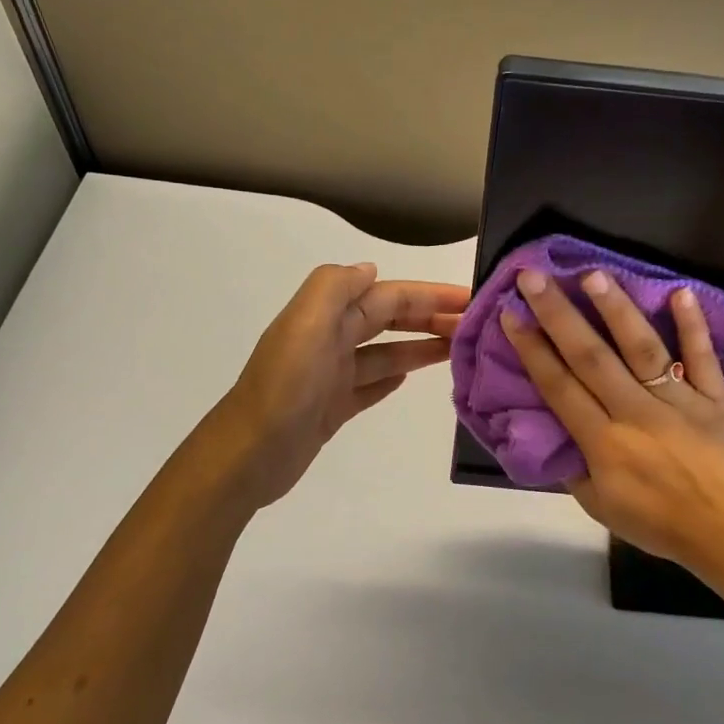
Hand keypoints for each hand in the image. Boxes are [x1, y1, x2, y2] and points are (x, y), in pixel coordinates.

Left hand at [203, 263, 468, 508]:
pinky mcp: (332, 408)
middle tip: (473, 327)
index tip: (470, 298)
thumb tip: (370, 269)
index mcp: (326, 316)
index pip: (388, 296)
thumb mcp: (306, 324)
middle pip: (388, 320)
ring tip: (457, 350)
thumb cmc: (285, 388)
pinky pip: (369, 385)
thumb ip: (335, 288)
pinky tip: (410, 379)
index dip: (429, 295)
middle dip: (430, 318)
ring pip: (385, 353)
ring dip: (419, 347)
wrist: (249, 455)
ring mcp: (331, 376)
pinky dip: (391, 377)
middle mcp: (330, 340)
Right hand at [501, 268, 723, 575]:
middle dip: (558, 314)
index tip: (512, 314)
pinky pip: (703, 358)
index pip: (560, 386)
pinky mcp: (716, 398)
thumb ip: (575, 468)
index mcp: (604, 442)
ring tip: (593, 274)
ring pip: (642, 349)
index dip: (532, 349)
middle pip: (591, 357)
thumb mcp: (600, 507)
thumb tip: (557, 433)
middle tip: (534, 277)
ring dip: (616, 310)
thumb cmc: (660, 524)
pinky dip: (694, 326)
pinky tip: (680, 291)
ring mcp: (679, 400)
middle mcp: (636, 412)